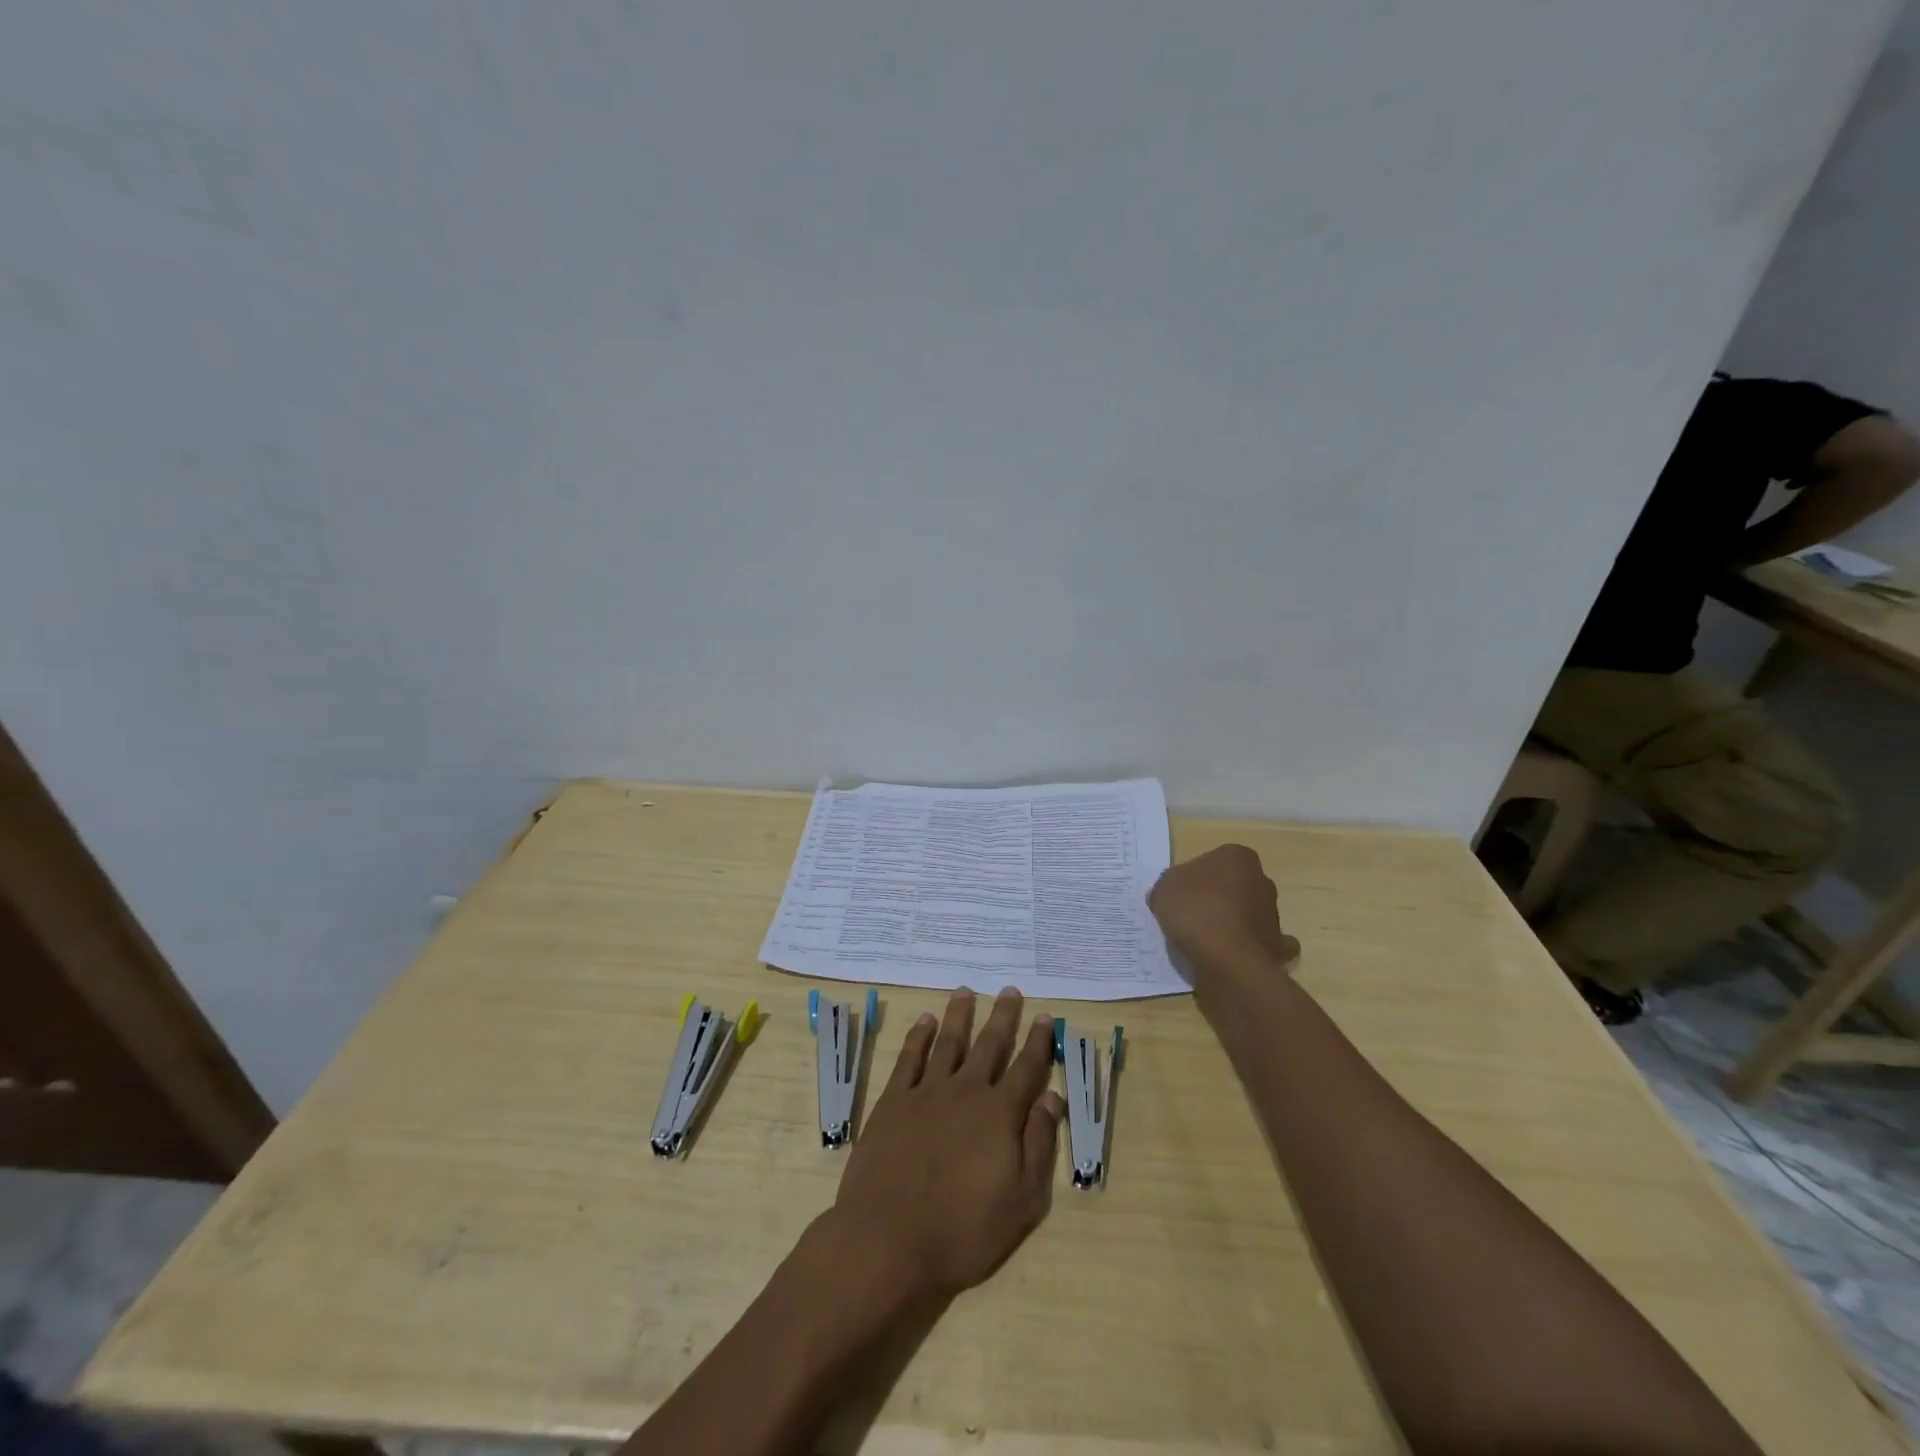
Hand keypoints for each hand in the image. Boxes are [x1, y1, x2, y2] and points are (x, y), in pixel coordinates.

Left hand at [828, 988, 1064, 1301]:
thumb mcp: (1022, 1202)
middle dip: (1003, 1017)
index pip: (1026, 1068)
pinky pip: (909, 1058)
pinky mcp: (894, 1101)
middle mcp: (966, 1091)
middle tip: (1010, 990)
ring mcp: (926, 1092)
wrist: (888, 1240)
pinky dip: (919, 1036)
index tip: (1044, 1017)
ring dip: (959, 1015)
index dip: (1037, 1042)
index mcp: (1000, 1114)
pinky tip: (925, 1021)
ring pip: (948, 1042)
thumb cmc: (963, 1230)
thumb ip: (1039, 1144)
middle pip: (989, 1045)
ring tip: (966, 992)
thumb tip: (1052, 1096)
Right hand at [1149, 843, 1300, 982]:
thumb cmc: (1194, 911)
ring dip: (1234, 923)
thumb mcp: (1163, 889)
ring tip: (1206, 942)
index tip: (1182, 895)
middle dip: (1220, 898)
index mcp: (1237, 857)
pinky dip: (1251, 948)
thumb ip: (1171, 886)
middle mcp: (1262, 880)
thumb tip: (1176, 895)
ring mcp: (1273, 914)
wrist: (1226, 959)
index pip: (1214, 861)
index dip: (1195, 878)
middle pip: (1236, 886)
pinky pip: (1261, 944)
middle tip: (1192, 916)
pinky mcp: (1277, 946)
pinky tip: (1233, 957)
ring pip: (1250, 914)